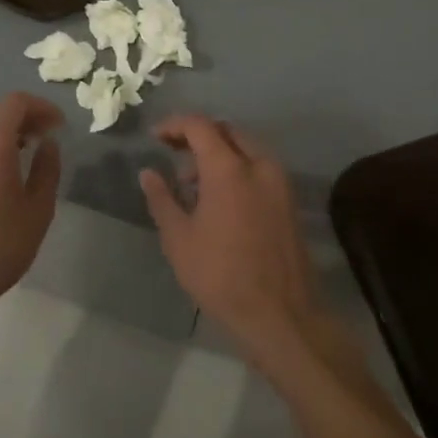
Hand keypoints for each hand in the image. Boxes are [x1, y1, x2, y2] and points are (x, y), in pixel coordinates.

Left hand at [0, 93, 62, 328]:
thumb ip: (47, 169)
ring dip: (3, 133)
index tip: (59, 125)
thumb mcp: (37, 210)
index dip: (41, 107)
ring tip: (26, 155)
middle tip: (45, 136)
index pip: (15, 102)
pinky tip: (0, 175)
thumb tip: (48, 145)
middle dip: (22, 117)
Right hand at [139, 116, 320, 361]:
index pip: (200, 126)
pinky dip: (238, 168)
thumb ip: (162, 199)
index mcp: (229, 168)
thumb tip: (148, 173)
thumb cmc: (221, 275)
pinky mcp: (289, 199)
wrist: (280, 312)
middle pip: (227, 131)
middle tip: (174, 155)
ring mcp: (279, 181)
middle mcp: (259, 164)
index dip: (175, 125)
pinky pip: (260, 167)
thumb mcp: (179, 239)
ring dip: (219, 153)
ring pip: (246, 148)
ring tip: (193, 183)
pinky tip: (220, 198)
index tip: (156, 137)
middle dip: (199, 136)